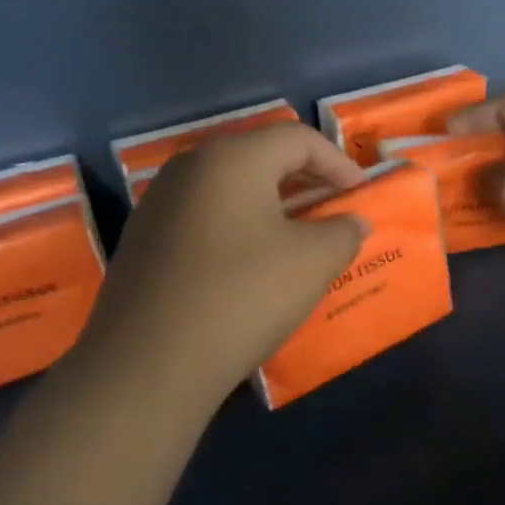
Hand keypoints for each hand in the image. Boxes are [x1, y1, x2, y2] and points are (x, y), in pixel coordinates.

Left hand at [81, 124, 366, 411]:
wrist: (146, 367)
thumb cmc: (241, 297)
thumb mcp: (312, 262)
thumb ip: (343, 231)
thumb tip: (352, 222)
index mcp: (232, 157)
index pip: (298, 138)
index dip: (338, 163)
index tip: (361, 195)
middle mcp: (190, 166)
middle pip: (261, 155)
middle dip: (306, 179)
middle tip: (334, 209)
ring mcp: (159, 202)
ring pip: (232, 186)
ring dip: (273, 203)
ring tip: (300, 235)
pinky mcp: (144, 238)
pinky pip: (206, 213)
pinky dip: (240, 224)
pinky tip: (254, 261)